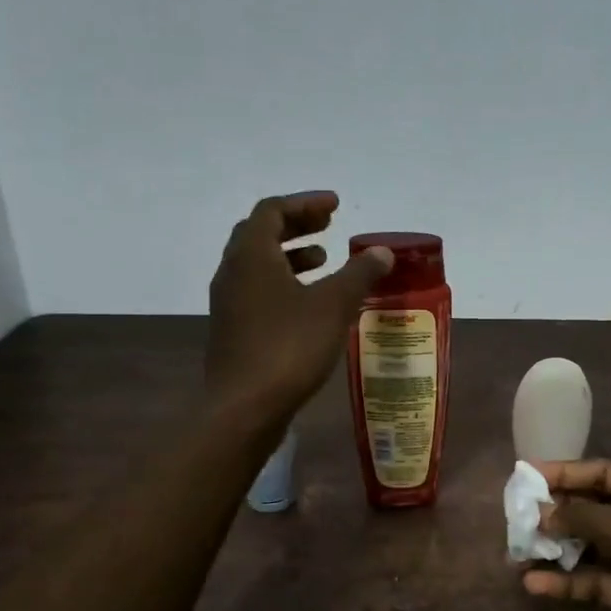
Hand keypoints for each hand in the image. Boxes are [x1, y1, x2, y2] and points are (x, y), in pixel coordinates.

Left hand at [207, 192, 391, 423]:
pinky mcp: (233, 331)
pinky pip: (258, 292)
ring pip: (258, 266)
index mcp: (252, 255)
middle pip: (261, 234)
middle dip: (297, 226)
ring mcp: (229, 304)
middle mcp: (233, 273)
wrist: (244, 407)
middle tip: (329, 226)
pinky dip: (284, 284)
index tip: (335, 206)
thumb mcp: (333, 306)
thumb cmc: (289, 347)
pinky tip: (310, 305)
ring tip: (325, 261)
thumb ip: (359, 274)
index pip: (272, 210)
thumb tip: (382, 251)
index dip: (305, 203)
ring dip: (291, 256)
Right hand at [521, 459, 610, 610]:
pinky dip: (569, 582)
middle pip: (598, 508)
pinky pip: (596, 580)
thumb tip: (546, 511)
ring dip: (558, 549)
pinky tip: (535, 586)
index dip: (567, 472)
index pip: (608, 473)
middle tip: (517, 515)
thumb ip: (590, 519)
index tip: (527, 475)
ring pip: (593, 546)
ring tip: (517, 551)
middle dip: (559, 512)